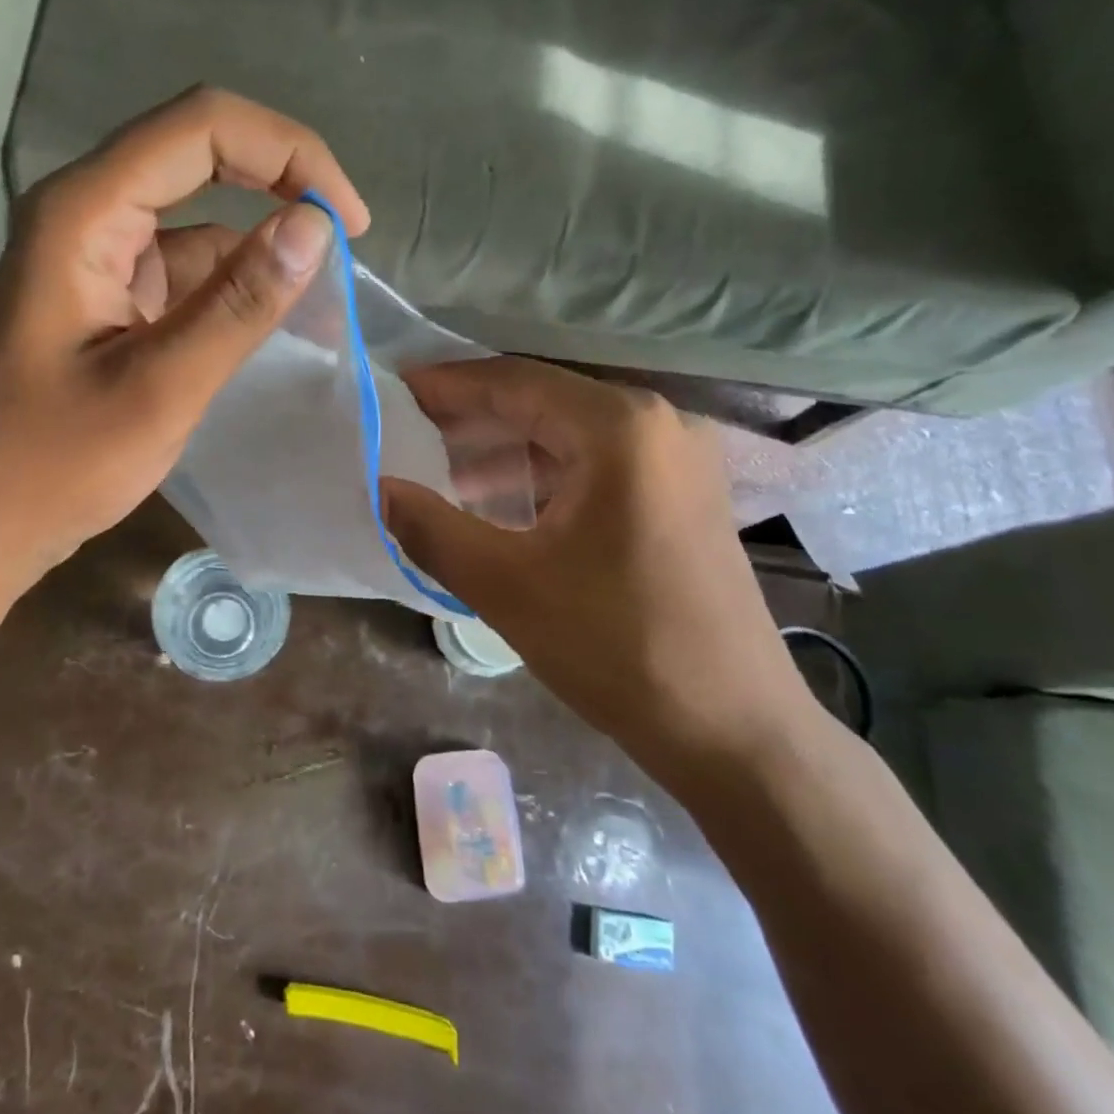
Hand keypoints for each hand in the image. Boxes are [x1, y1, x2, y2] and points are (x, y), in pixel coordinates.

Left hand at [0, 88, 368, 617]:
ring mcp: (98, 252)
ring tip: (327, 294)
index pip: (202, 128)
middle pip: (200, 150)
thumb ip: (237, 305)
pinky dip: (237, 282)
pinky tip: (278, 317)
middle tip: (347, 235)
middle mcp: (87, 211)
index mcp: (84, 213)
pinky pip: (188, 263)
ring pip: (200, 210)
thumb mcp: (160, 388)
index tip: (348, 221)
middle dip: (283, 180)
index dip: (288, 152)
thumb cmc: (58, 464)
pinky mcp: (112, 291)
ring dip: (264, 240)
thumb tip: (315, 228)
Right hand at [381, 359, 814, 783]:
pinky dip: (544, 475)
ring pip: (570, 434)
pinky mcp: (683, 496)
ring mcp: (679, 460)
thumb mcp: (505, 585)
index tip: (394, 391)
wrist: (734, 732)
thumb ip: (429, 528)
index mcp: (619, 428)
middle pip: (544, 402)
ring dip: (506, 449)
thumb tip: (379, 488)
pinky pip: (597, 464)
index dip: (448, 385)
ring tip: (441, 470)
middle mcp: (658, 424)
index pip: (514, 382)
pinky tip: (500, 501)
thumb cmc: (616, 647)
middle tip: (407, 431)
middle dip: (472, 417)